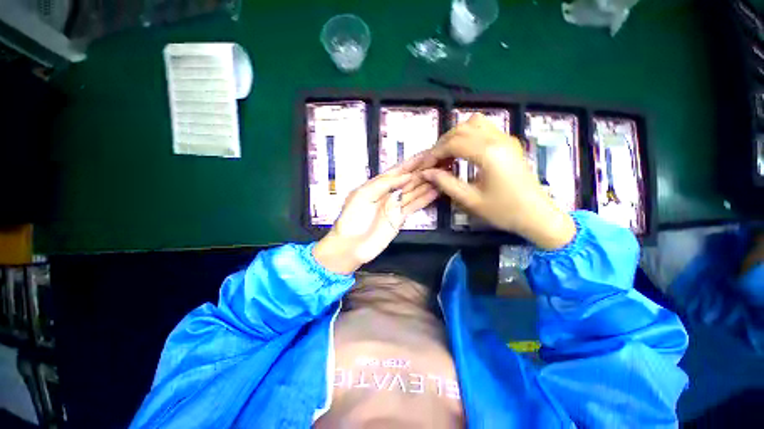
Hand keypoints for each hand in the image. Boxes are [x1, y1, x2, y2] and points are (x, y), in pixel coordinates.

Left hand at [313, 166, 439, 273]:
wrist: (351, 245)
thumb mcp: (363, 194)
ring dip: (429, 182)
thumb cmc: (352, 218)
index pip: (398, 170)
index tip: (429, 153)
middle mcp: (389, 192)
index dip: (413, 162)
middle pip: (409, 179)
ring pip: (415, 190)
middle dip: (425, 169)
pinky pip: (415, 205)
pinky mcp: (401, 217)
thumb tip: (408, 176)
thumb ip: (385, 183)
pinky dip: (426, 198)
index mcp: (378, 184)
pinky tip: (438, 190)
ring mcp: (396, 205)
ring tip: (445, 172)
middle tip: (443, 160)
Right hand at [408, 114, 575, 249]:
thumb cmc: (503, 210)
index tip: (425, 165)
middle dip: (443, 142)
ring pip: (474, 122)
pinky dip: (469, 133)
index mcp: (488, 154)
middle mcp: (498, 139)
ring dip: (456, 134)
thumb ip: (446, 183)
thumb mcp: (470, 200)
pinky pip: (485, 127)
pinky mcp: (510, 142)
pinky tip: (464, 149)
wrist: (536, 214)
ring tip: (447, 152)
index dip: (435, 153)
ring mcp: (506, 138)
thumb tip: (427, 172)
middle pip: (462, 128)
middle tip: (434, 160)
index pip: (453, 143)